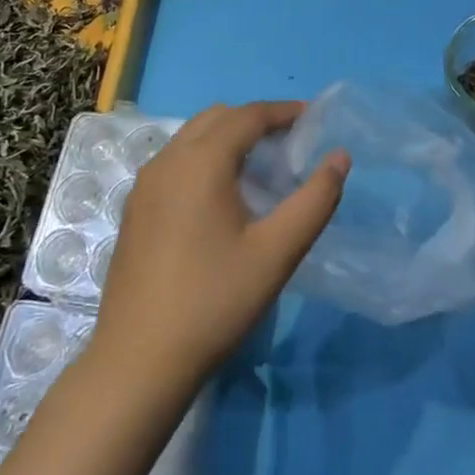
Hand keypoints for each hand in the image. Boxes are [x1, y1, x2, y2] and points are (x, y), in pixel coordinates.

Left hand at [95, 101, 347, 389]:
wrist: (137, 363)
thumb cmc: (214, 302)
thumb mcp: (277, 252)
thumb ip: (315, 200)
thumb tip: (340, 158)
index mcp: (200, 162)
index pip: (247, 116)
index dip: (283, 111)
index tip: (313, 117)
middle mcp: (166, 161)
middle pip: (217, 118)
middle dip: (255, 119)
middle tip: (291, 142)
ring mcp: (144, 186)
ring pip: (191, 138)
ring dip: (228, 137)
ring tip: (261, 165)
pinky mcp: (135, 210)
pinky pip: (175, 161)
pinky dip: (204, 157)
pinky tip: (222, 195)